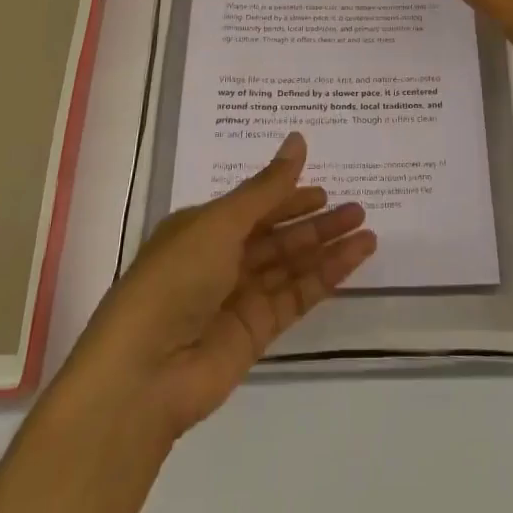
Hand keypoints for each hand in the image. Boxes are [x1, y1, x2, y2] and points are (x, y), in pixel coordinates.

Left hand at [68, 132, 374, 439]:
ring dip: (327, 248)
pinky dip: (326, 277)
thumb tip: (298, 139)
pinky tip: (354, 259)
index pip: (254, 206)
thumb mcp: (221, 222)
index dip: (288, 196)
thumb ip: (267, 188)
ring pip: (291, 265)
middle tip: (357, 209)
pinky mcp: (256, 332)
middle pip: (277, 236)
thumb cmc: (175, 279)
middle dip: (315, 222)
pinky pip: (297, 296)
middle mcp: (220, 260)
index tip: (324, 189)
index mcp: (203, 228)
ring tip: (368, 231)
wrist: (144, 373)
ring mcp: (239, 298)